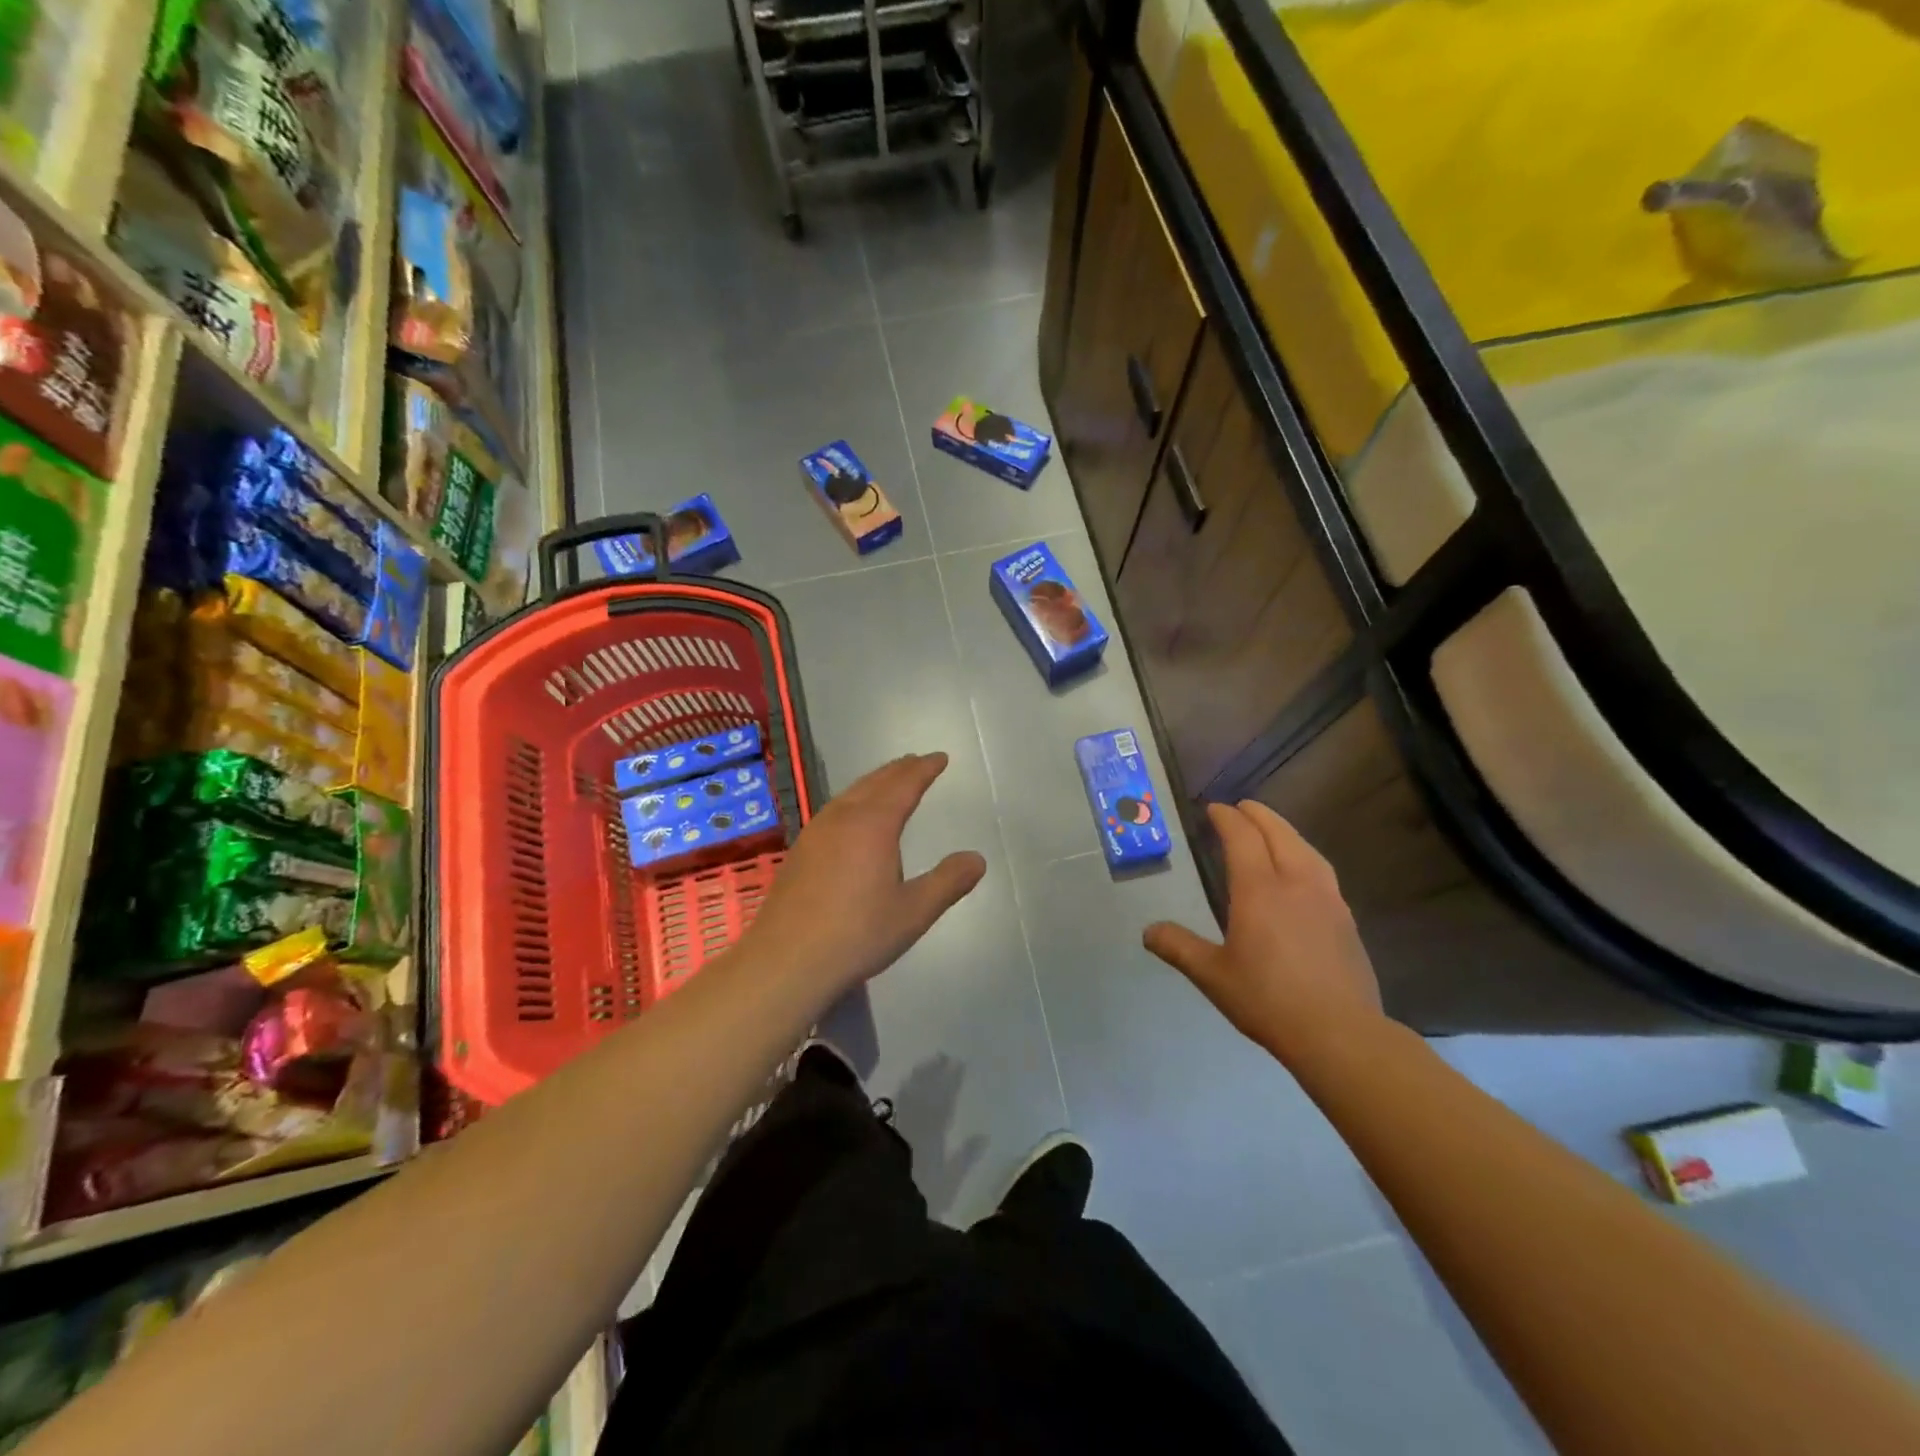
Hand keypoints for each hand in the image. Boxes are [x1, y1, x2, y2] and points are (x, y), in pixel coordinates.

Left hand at [737, 753, 985, 997]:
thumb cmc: (856, 934)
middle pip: (875, 782)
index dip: (924, 769)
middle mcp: (842, 818)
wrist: (786, 961)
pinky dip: (854, 800)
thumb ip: (948, 882)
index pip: (904, 785)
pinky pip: (834, 810)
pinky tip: (851, 818)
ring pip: (850, 793)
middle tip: (917, 762)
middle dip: (899, 770)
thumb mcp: (913, 912)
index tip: (940, 757)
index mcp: (873, 824)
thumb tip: (977, 859)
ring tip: (888, 782)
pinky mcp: (800, 851)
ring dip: (874, 782)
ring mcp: (815, 833)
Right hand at [1144, 801, 1382, 1062]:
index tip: (1213, 809)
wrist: (1339, 1033)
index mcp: (1259, 889)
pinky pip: (1322, 870)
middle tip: (1242, 807)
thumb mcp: (1212, 975)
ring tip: (1272, 830)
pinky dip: (1305, 855)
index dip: (1226, 818)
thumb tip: (1148, 931)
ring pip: (1306, 849)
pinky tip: (1303, 871)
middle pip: (1278, 834)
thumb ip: (1179, 948)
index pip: (1242, 837)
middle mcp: (1295, 882)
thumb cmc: (1268, 999)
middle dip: (1258, 815)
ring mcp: (1327, 899)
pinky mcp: (1346, 919)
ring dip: (1285, 831)